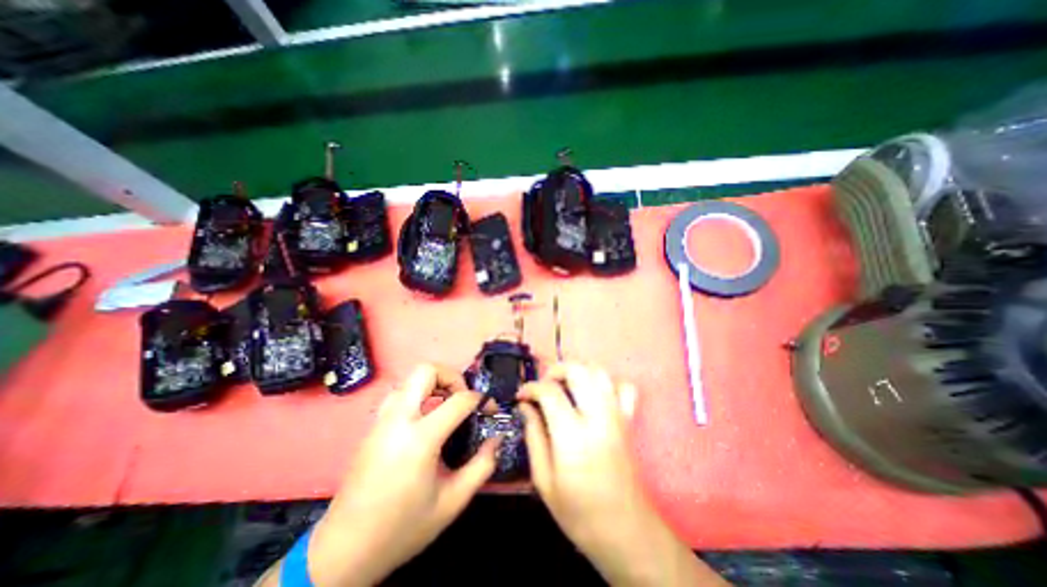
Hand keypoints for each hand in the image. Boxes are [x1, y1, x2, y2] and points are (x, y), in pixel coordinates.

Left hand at [307, 364, 497, 584]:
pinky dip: (418, 395)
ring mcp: (381, 420)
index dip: (480, 399)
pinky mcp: (373, 426)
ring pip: (409, 379)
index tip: (488, 408)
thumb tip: (496, 438)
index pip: (458, 399)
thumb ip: (482, 466)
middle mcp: (398, 419)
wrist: (344, 551)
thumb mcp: (452, 502)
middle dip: (451, 376)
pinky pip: (399, 394)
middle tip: (462, 397)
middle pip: (426, 370)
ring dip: (432, 384)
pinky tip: (425, 419)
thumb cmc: (402, 527)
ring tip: (445, 405)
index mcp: (420, 438)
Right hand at [520, 365, 729, 585]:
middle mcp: (598, 417)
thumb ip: (534, 436)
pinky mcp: (629, 420)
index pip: (550, 392)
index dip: (531, 387)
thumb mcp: (544, 480)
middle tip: (543, 385)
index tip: (521, 396)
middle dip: (555, 369)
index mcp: (573, 436)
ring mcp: (617, 416)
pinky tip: (594, 394)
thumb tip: (525, 406)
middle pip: (578, 370)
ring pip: (599, 372)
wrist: (626, 531)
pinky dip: (607, 383)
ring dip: (578, 370)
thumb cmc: (579, 512)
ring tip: (564, 384)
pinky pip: (624, 387)